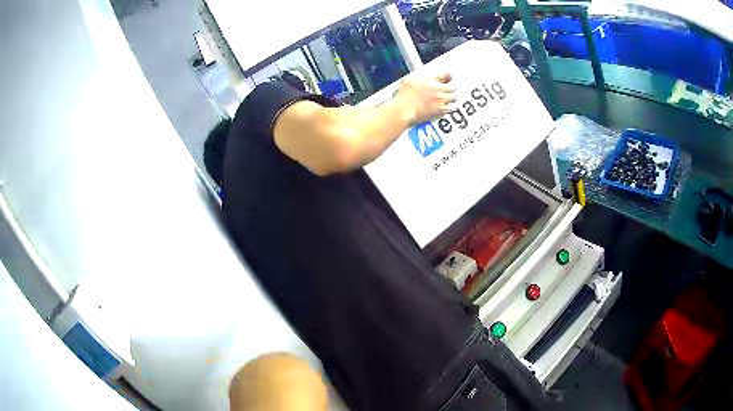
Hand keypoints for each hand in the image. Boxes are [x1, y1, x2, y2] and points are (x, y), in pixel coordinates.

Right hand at [393, 71, 455, 125]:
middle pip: (453, 87)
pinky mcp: (440, 111)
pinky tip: (443, 108)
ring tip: (447, 99)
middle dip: (450, 88)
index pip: (445, 74)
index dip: (448, 75)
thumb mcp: (409, 79)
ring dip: (451, 98)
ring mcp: (441, 101)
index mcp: (431, 80)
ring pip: (454, 98)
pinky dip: (448, 108)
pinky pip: (450, 109)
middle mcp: (439, 89)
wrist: (404, 110)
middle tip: (447, 89)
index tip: (448, 76)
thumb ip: (420, 77)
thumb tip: (426, 77)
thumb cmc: (404, 96)